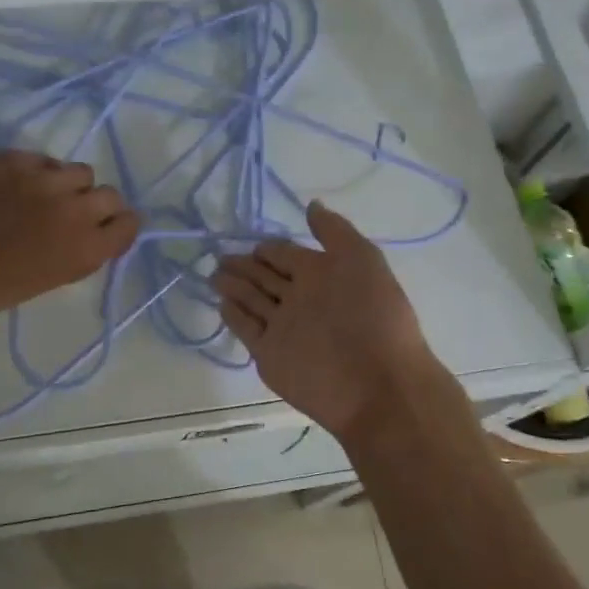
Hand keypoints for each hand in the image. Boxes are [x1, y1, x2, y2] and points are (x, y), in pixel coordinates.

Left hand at [0, 150, 139, 324]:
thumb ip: (80, 251)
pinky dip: (36, 173)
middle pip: (109, 194)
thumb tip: (96, 230)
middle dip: (96, 205)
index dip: (118, 226)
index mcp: (85, 249)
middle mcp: (73, 209)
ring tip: (40, 198)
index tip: (104, 229)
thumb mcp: (50, 279)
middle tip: (70, 215)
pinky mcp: (12, 158)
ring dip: (67, 185)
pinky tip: (11, 189)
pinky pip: (43, 160)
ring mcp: (42, 178)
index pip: (130, 222)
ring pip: (78, 171)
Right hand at [212, 201, 450, 441]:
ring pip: (252, 301)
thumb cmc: (373, 315)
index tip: (249, 241)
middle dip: (244, 265)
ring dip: (233, 287)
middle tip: (219, 256)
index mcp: (323, 274)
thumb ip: (333, 231)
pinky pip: (246, 330)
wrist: (376, 383)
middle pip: (266, 276)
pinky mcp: (269, 355)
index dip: (269, 247)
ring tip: (212, 274)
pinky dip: (234, 316)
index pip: (286, 254)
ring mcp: (283, 327)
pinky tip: (221, 303)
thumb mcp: (361, 258)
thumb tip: (311, 205)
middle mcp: (301, 298)